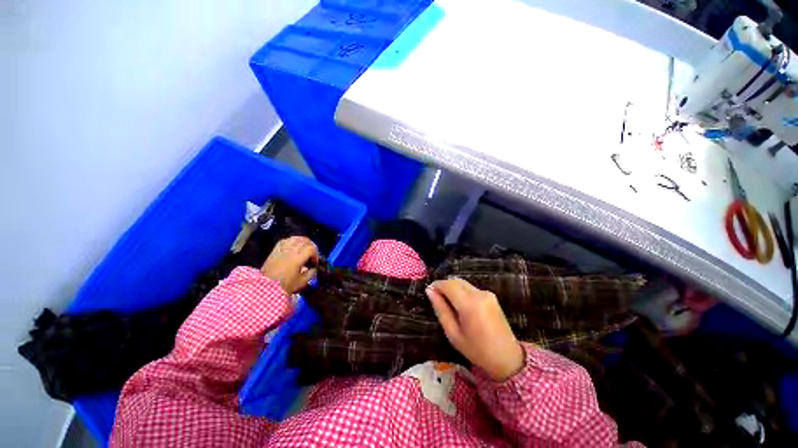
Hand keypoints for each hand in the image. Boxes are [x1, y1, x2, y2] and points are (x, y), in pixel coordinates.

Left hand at [261, 236, 318, 294]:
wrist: (265, 286)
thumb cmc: (285, 285)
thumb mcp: (301, 282)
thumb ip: (310, 274)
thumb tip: (314, 269)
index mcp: (298, 258)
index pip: (311, 248)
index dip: (315, 254)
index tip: (314, 262)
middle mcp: (291, 250)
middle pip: (305, 241)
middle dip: (311, 246)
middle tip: (312, 253)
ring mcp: (282, 249)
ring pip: (296, 238)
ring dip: (303, 241)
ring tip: (304, 248)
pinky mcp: (275, 249)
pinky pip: (286, 240)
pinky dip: (292, 241)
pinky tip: (294, 246)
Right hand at [426, 278, 524, 381]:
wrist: (508, 358)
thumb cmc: (477, 350)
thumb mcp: (453, 334)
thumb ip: (441, 309)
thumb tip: (430, 291)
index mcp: (469, 304)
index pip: (448, 284)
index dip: (436, 285)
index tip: (429, 292)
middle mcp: (479, 293)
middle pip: (455, 281)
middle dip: (444, 286)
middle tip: (436, 299)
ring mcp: (487, 293)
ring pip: (463, 283)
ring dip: (452, 288)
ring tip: (448, 304)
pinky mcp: (491, 296)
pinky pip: (471, 288)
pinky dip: (461, 292)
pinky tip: (461, 306)